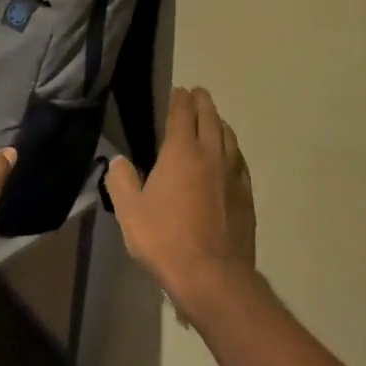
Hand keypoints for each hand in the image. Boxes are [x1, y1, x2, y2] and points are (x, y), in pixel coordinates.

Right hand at [106, 87, 256, 321]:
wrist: (212, 274)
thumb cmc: (165, 239)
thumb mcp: (129, 211)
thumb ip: (121, 181)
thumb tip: (119, 162)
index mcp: (181, 152)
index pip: (182, 114)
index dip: (180, 100)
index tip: (179, 91)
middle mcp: (211, 155)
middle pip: (210, 119)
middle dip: (203, 103)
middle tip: (198, 93)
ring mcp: (233, 175)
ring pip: (229, 138)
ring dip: (220, 123)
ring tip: (214, 120)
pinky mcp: (246, 195)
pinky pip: (239, 162)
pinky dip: (232, 150)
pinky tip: (230, 158)